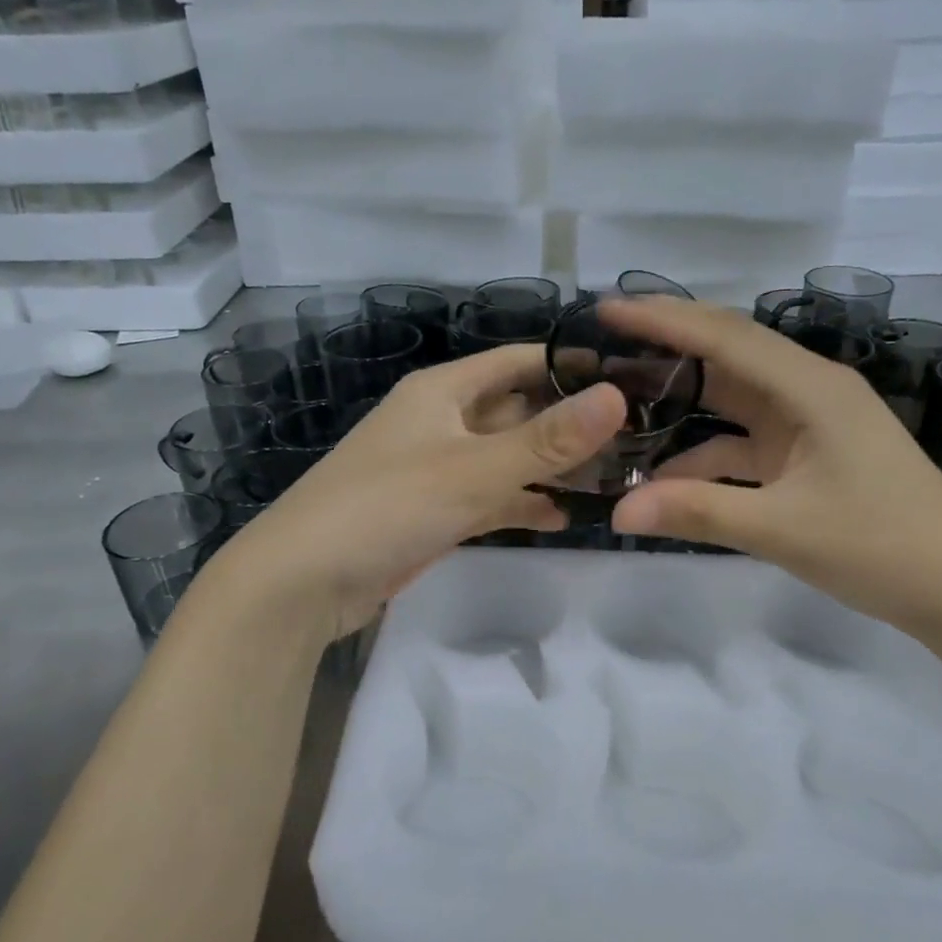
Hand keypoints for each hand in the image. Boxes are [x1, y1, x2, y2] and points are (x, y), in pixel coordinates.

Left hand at [209, 345, 627, 639]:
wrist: (304, 581)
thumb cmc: (388, 505)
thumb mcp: (474, 469)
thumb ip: (547, 439)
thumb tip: (617, 397)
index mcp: (443, 391)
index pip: (519, 361)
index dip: (570, 365)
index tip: (631, 376)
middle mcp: (442, 421)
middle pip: (518, 410)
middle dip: (570, 423)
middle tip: (637, 437)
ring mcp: (438, 469)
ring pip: (507, 458)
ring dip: (551, 467)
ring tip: (614, 478)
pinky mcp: (434, 512)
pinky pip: (490, 498)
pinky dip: (522, 504)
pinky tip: (563, 518)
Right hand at [605, 298, 941, 639]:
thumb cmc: (883, 548)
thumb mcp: (783, 529)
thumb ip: (697, 512)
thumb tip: (618, 512)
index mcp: (812, 388)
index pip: (725, 337)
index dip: (663, 319)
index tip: (606, 308)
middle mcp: (809, 392)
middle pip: (727, 354)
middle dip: (666, 346)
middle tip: (604, 344)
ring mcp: (810, 424)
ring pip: (732, 399)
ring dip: (682, 403)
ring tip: (621, 405)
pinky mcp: (808, 456)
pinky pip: (744, 441)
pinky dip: (705, 453)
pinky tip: (665, 476)